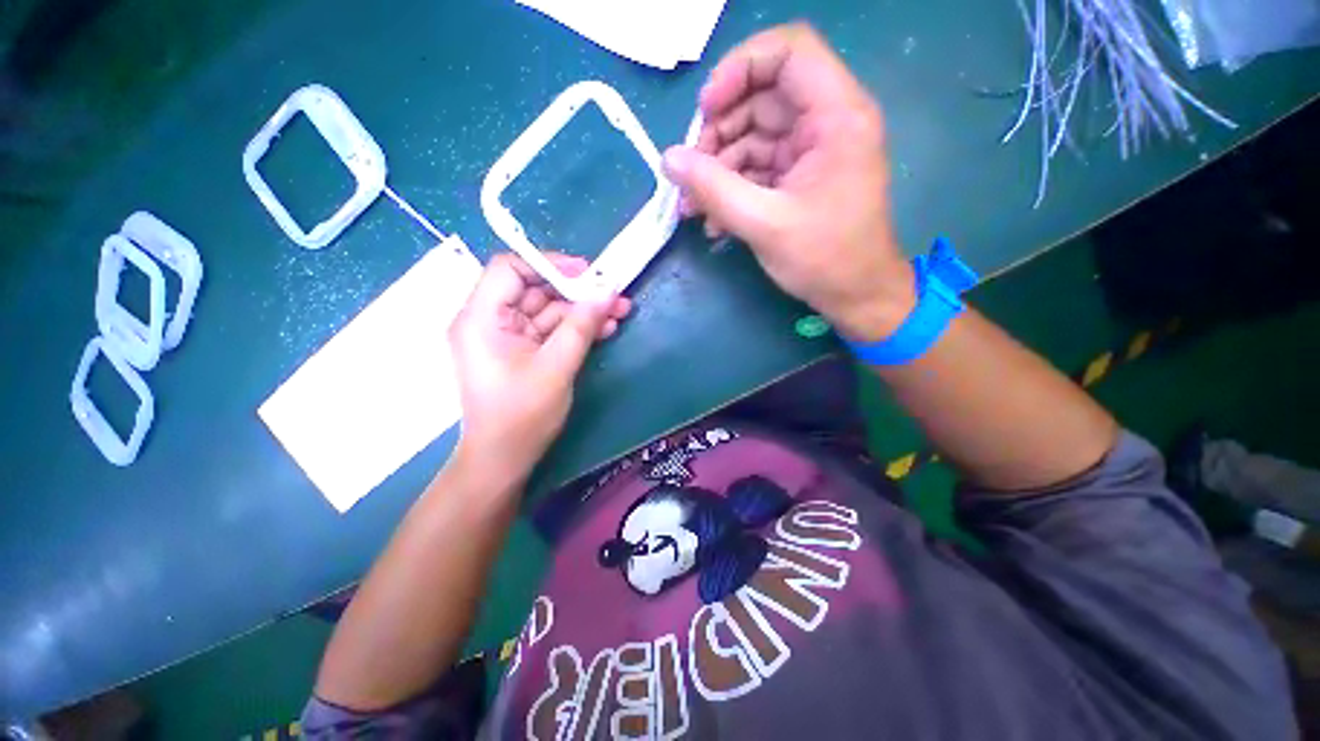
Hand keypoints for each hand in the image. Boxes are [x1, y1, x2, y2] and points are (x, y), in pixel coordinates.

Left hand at [448, 253, 630, 482]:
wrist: (505, 459)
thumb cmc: (522, 415)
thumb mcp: (556, 367)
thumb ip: (581, 326)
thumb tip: (607, 291)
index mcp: (481, 318)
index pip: (509, 269)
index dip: (548, 264)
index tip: (585, 273)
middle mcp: (490, 321)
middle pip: (535, 289)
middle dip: (577, 292)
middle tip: (614, 294)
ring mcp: (508, 337)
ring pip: (549, 310)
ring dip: (584, 311)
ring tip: (621, 311)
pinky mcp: (524, 351)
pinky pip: (552, 330)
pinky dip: (577, 329)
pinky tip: (606, 329)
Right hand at [663, 23, 914, 341]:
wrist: (855, 295)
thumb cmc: (824, 259)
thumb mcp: (765, 224)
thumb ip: (714, 189)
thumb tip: (669, 160)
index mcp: (836, 116)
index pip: (788, 51)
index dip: (740, 69)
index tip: (706, 111)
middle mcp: (825, 122)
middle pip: (761, 97)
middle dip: (717, 134)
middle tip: (689, 175)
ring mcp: (809, 151)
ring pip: (752, 136)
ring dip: (717, 170)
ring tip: (692, 208)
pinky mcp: (797, 177)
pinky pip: (756, 168)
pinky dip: (730, 189)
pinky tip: (712, 220)